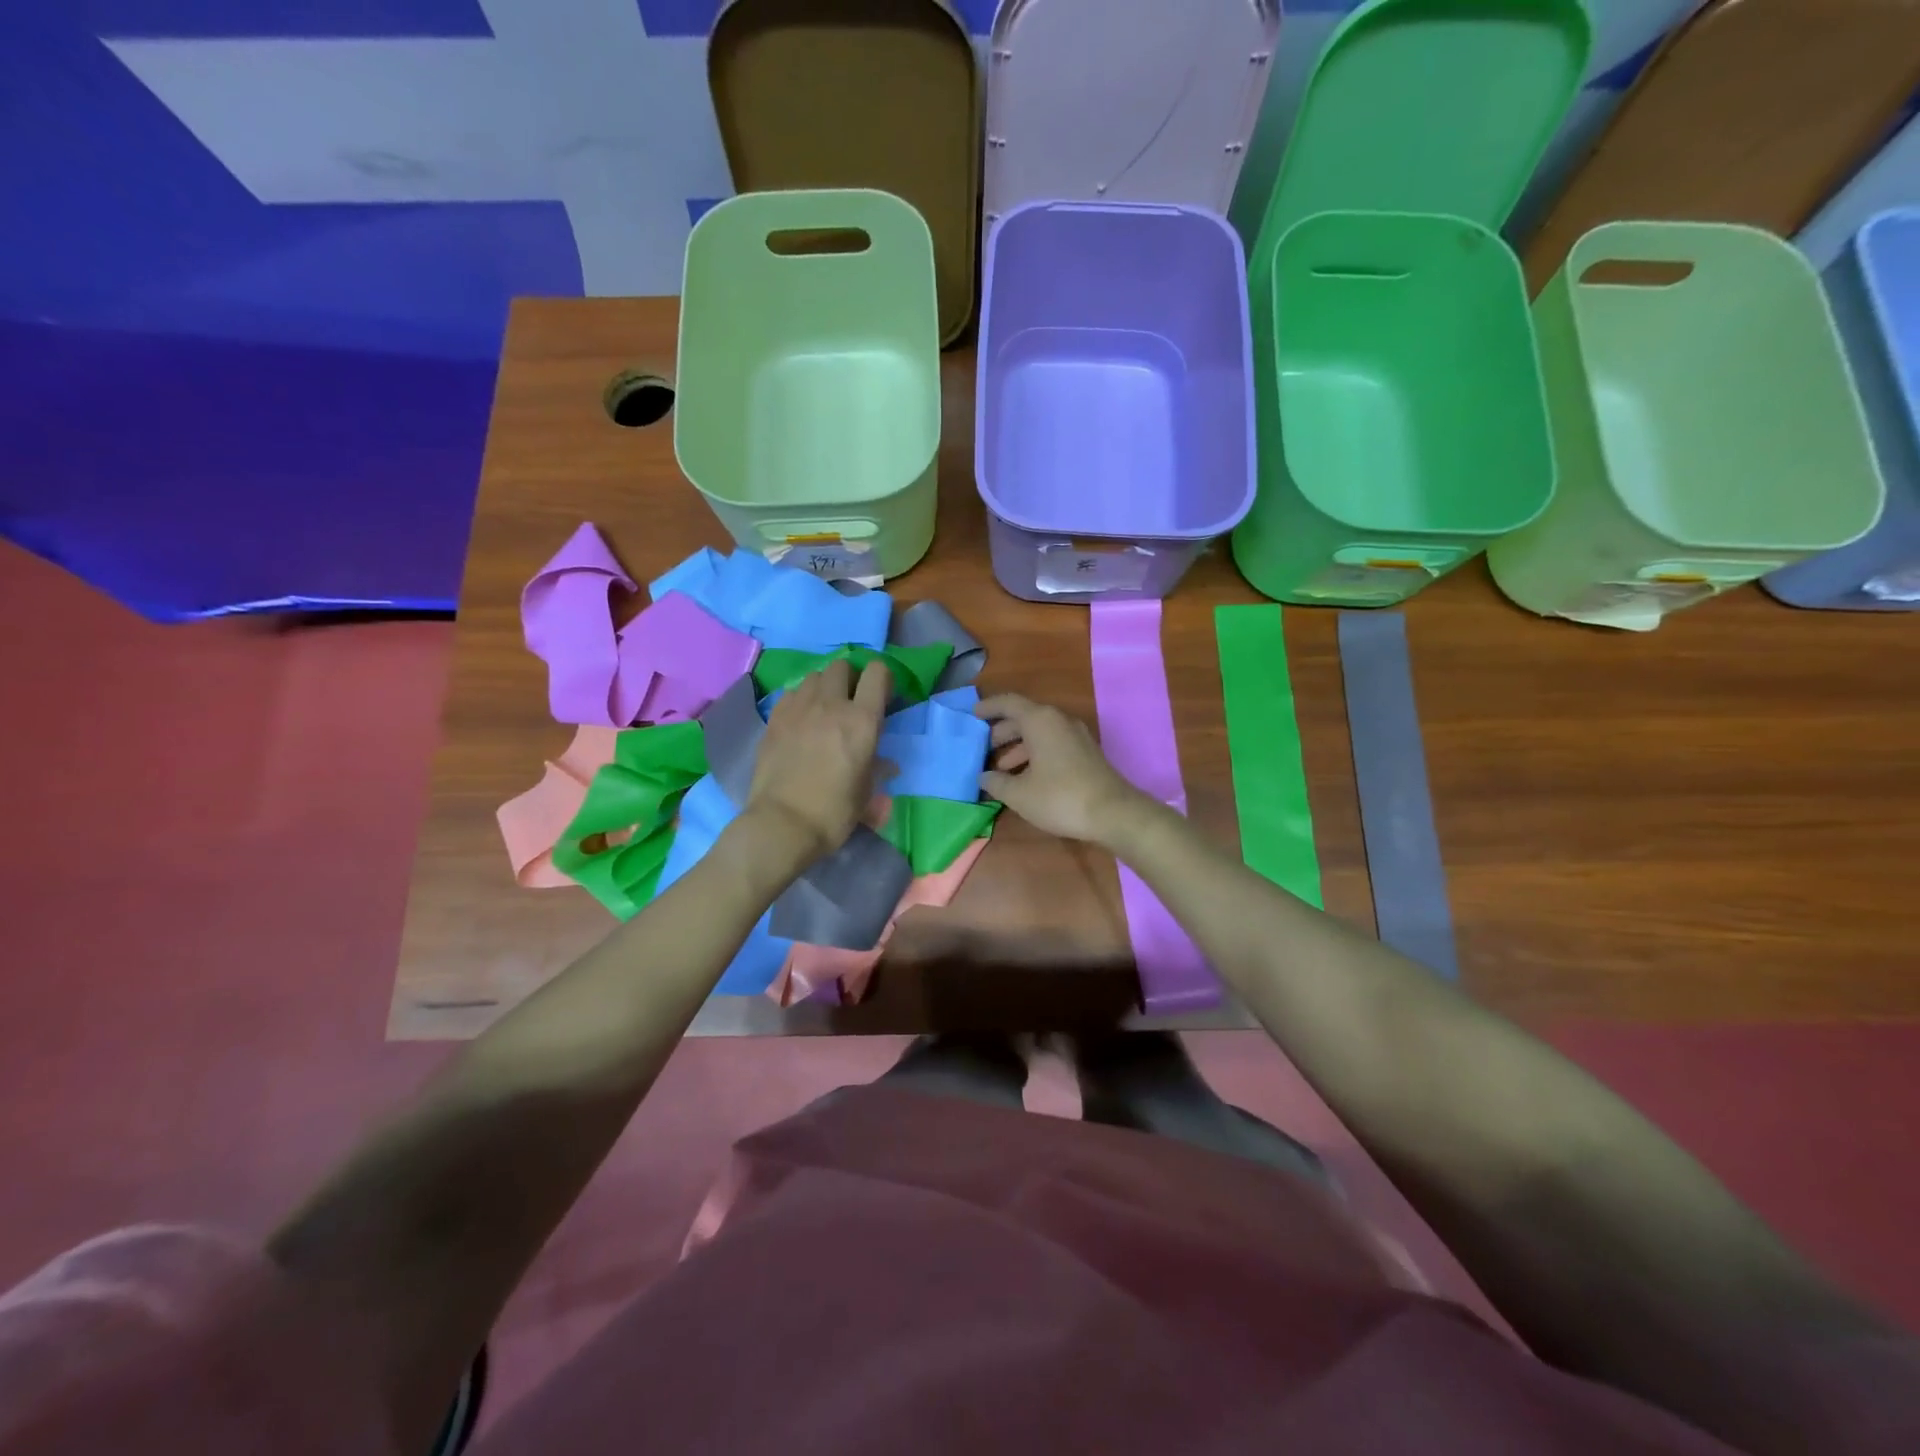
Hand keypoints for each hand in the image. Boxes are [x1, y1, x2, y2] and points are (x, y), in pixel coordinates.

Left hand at [743, 657, 890, 868]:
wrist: (781, 825)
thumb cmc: (832, 813)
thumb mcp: (865, 795)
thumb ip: (877, 771)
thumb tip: (887, 765)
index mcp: (862, 721)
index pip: (877, 673)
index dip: (883, 680)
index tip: (882, 699)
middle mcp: (831, 705)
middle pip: (842, 666)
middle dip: (850, 679)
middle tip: (851, 703)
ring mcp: (798, 708)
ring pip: (814, 676)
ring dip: (823, 687)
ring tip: (823, 710)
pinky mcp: (774, 718)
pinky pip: (791, 693)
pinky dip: (800, 700)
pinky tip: (800, 721)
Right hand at [975, 694, 1149, 845]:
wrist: (1113, 813)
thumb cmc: (1060, 797)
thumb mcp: (1019, 794)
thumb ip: (996, 782)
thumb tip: (984, 777)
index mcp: (1040, 720)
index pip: (1008, 703)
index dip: (988, 707)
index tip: (971, 716)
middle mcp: (1058, 720)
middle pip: (1023, 717)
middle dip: (1001, 732)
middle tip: (983, 749)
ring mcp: (1075, 735)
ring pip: (1038, 732)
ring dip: (1017, 747)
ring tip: (1000, 770)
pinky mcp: (1084, 752)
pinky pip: (1052, 743)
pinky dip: (1034, 754)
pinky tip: (1024, 777)